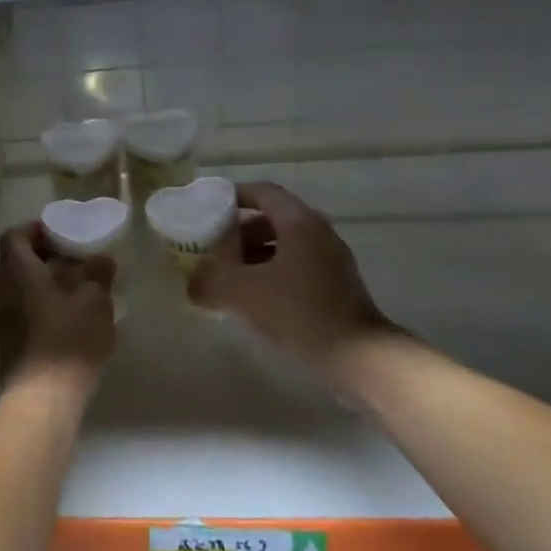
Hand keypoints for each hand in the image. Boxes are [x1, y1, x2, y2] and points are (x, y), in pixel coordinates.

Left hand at [0, 222, 116, 400]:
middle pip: (10, 261)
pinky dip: (33, 305)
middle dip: (35, 257)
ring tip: (69, 290)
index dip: (34, 230)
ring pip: (13, 287)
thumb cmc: (69, 338)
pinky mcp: (3, 341)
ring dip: (35, 283)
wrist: (43, 395)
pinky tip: (62, 317)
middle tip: (65, 261)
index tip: (59, 234)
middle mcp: (0, 288)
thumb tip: (102, 259)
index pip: (14, 235)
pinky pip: (15, 310)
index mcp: (17, 269)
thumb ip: (98, 273)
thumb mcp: (95, 300)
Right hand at [188, 181, 401, 384]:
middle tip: (213, 249)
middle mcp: (319, 233)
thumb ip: (210, 282)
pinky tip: (255, 300)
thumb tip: (191, 286)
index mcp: (299, 222)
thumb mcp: (243, 293)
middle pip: (272, 219)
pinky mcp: (337, 287)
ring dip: (254, 256)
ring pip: (285, 246)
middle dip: (239, 232)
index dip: (233, 196)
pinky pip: (297, 268)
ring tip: (229, 278)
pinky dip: (272, 274)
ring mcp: (331, 261)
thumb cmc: (299, 311)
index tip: (208, 207)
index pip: (263, 192)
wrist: (358, 357)